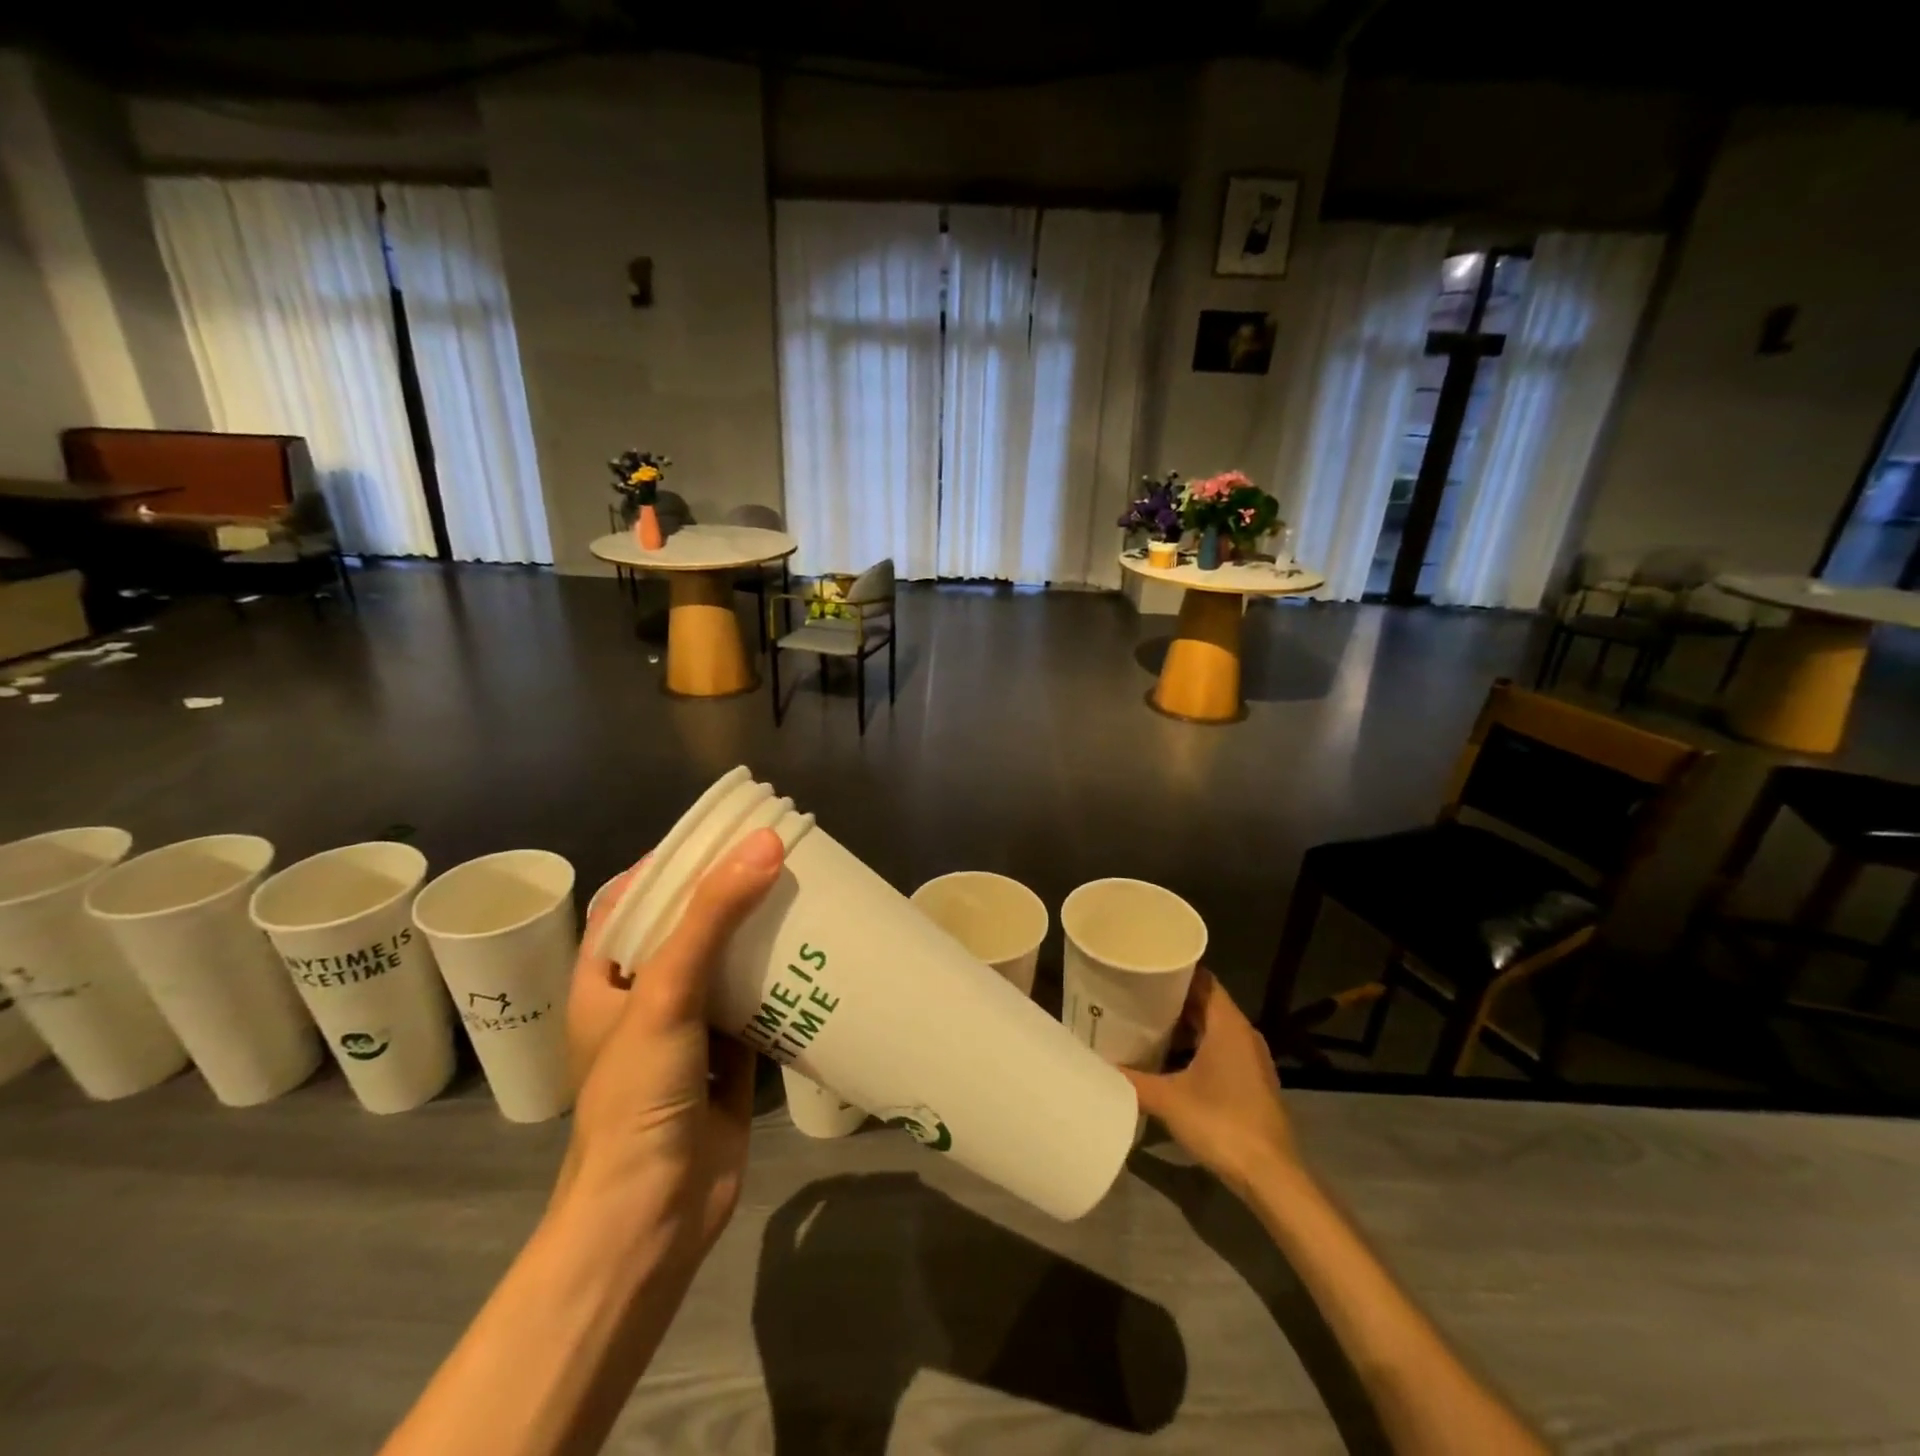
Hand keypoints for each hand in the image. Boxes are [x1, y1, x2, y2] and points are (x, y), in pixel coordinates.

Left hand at [554, 829, 785, 1256]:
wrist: (652, 1216)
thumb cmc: (637, 1096)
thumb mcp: (666, 993)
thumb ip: (712, 917)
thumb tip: (765, 844)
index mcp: (607, 978)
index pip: (632, 900)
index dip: (668, 863)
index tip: (718, 833)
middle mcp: (645, 999)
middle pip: (687, 929)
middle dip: (726, 896)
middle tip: (777, 859)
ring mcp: (688, 1032)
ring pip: (726, 968)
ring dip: (759, 938)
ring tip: (803, 896)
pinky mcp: (728, 1061)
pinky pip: (756, 1008)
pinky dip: (781, 986)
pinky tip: (815, 959)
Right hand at [1123, 969, 1297, 1194]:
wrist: (1271, 1178)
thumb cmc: (1221, 1123)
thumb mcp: (1168, 1100)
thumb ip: (1132, 1080)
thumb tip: (1098, 1065)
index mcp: (1228, 1024)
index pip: (1202, 979)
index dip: (1174, 970)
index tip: (1144, 967)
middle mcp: (1243, 1034)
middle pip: (1205, 1003)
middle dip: (1171, 999)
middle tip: (1133, 995)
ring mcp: (1249, 1060)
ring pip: (1211, 1029)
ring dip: (1182, 1026)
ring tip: (1143, 1024)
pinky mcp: (1250, 1083)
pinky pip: (1218, 1050)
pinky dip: (1193, 1048)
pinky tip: (1166, 1060)